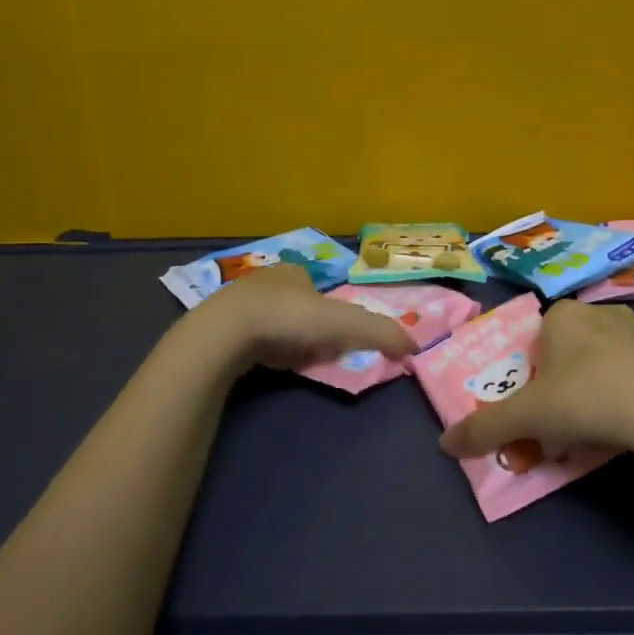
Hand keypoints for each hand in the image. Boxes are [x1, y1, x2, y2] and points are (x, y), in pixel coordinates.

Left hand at [186, 264, 418, 371]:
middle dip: (307, 328)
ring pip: (271, 321)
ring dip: (284, 339)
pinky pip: (247, 336)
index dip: (332, 316)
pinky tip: (262, 363)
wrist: (225, 333)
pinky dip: (260, 349)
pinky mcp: (217, 325)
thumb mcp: (346, 325)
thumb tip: (416, 346)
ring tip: (287, 360)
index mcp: (296, 271)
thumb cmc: (289, 320)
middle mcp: (266, 279)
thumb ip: (382, 334)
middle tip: (313, 352)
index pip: (321, 291)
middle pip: (297, 306)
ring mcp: (237, 301)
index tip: (334, 339)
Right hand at [438, 300, 633, 464]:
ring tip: (600, 428)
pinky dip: (632, 393)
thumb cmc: (586, 398)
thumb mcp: (527, 417)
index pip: (537, 338)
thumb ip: (485, 428)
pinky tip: (633, 424)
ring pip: (607, 360)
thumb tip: (444, 445)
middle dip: (565, 383)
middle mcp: (601, 312)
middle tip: (566, 423)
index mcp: (563, 315)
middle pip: (571, 350)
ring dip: (598, 388)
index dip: (533, 373)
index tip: (539, 406)